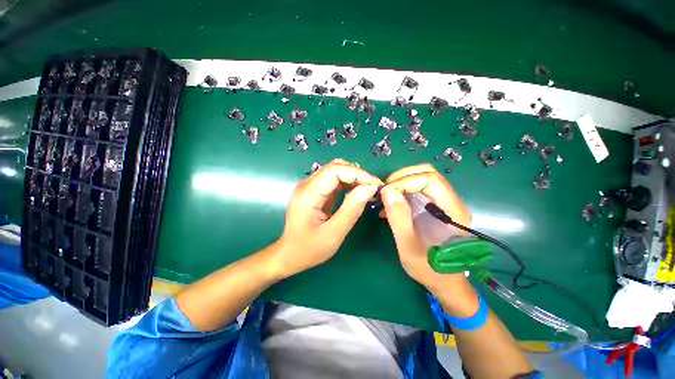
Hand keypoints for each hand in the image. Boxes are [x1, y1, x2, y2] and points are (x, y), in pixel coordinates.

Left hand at [275, 160, 382, 276]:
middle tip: (374, 188)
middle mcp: (307, 185)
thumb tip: (369, 188)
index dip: (358, 174)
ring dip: (354, 177)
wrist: (290, 255)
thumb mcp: (333, 234)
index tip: (376, 185)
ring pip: (336, 171)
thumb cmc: (309, 249)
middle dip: (358, 174)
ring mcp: (310, 186)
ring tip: (369, 190)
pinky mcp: (315, 191)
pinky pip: (334, 180)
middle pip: (335, 167)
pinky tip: (358, 192)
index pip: (335, 171)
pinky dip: (349, 183)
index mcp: (308, 194)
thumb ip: (351, 210)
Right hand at [380, 164, 475, 306]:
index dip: (406, 181)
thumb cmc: (430, 269)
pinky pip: (418, 189)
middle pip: (428, 173)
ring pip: (422, 179)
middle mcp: (451, 202)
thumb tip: (387, 191)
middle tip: (385, 190)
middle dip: (402, 177)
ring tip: (386, 197)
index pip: (430, 180)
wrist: (445, 282)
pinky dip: (402, 191)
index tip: (386, 192)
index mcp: (453, 212)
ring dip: (401, 183)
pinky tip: (390, 205)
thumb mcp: (409, 247)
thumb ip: (399, 218)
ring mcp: (443, 203)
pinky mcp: (435, 207)